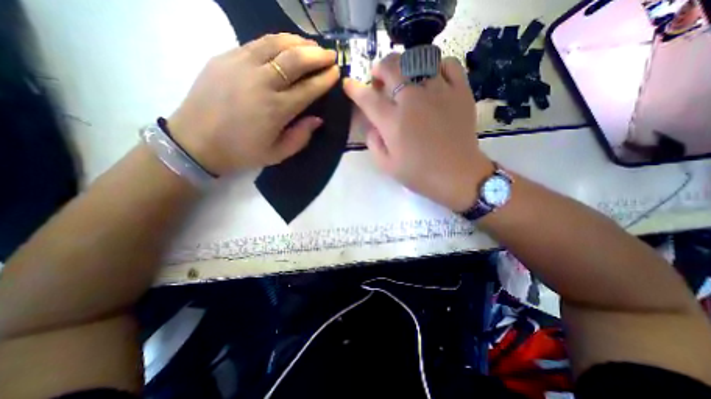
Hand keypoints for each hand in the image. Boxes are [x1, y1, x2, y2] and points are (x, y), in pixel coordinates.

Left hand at [169, 31, 339, 173]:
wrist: (196, 141)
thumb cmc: (242, 152)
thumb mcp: (278, 154)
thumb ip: (301, 137)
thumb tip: (318, 119)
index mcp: (276, 109)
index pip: (309, 88)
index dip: (325, 79)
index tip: (337, 72)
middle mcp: (261, 83)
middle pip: (295, 59)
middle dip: (317, 55)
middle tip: (330, 54)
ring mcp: (241, 65)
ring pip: (276, 43)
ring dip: (299, 42)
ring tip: (312, 46)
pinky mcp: (225, 57)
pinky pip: (257, 43)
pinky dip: (277, 41)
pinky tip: (286, 44)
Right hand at [344, 55, 494, 215]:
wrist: (457, 175)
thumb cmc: (419, 174)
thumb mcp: (387, 165)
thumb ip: (374, 143)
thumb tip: (373, 125)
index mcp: (393, 122)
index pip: (368, 98)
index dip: (354, 89)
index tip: (349, 84)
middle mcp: (413, 100)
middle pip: (392, 67)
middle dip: (380, 68)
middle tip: (379, 79)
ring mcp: (439, 92)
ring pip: (420, 59)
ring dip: (407, 65)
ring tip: (406, 77)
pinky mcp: (460, 92)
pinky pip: (449, 64)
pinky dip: (438, 66)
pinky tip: (433, 78)